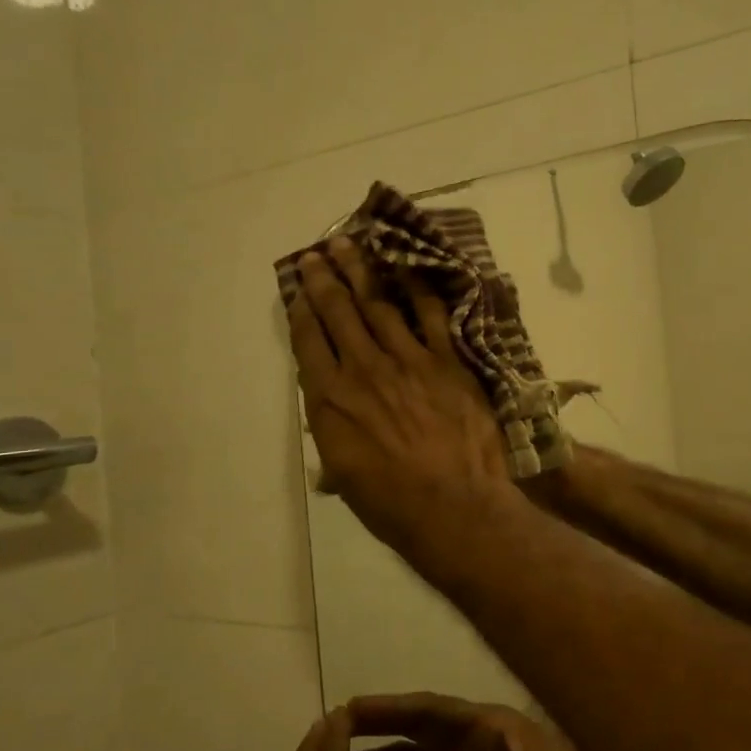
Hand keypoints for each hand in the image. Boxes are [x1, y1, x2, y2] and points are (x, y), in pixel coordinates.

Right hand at [286, 240, 510, 552]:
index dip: (301, 310)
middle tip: (318, 253)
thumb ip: (334, 441)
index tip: (297, 289)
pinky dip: (419, 292)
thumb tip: (331, 427)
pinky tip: (409, 271)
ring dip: (362, 273)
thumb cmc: (392, 504)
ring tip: (350, 246)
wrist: (453, 504)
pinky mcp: (446, 361)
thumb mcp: (346, 477)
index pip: (309, 343)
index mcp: (330, 401)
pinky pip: (431, 317)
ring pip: (378, 305)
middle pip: (338, 313)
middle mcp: (362, 370)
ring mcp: (407, 361)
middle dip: (325, 279)